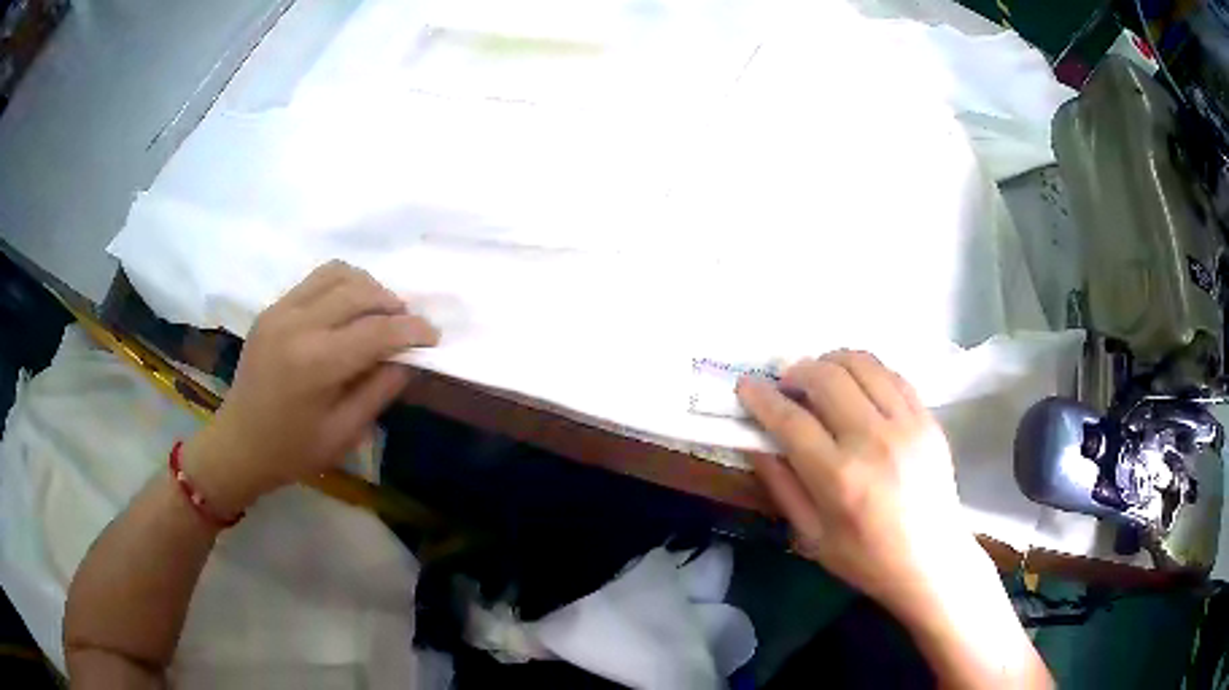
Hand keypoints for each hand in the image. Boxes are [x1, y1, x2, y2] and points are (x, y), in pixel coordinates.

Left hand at [182, 261, 438, 516]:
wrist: (239, 443)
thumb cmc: (293, 450)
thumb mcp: (345, 432)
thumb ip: (380, 390)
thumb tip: (409, 358)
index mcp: (316, 363)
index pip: (377, 331)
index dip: (412, 331)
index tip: (433, 337)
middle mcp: (298, 325)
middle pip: (360, 292)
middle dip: (393, 305)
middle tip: (409, 326)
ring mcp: (281, 311)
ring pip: (338, 274)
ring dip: (368, 287)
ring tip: (381, 312)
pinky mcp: (272, 308)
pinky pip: (315, 280)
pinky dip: (342, 285)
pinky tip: (349, 309)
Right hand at [737, 350, 977, 619]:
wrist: (932, 561)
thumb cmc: (866, 559)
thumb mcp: (811, 536)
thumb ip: (781, 485)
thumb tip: (756, 441)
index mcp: (839, 478)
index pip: (791, 420)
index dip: (761, 397)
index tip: (746, 386)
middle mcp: (874, 441)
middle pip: (826, 378)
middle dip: (795, 371)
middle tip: (785, 384)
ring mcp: (907, 424)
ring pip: (862, 364)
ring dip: (831, 362)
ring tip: (819, 378)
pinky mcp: (928, 419)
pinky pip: (892, 374)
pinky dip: (866, 372)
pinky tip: (857, 388)